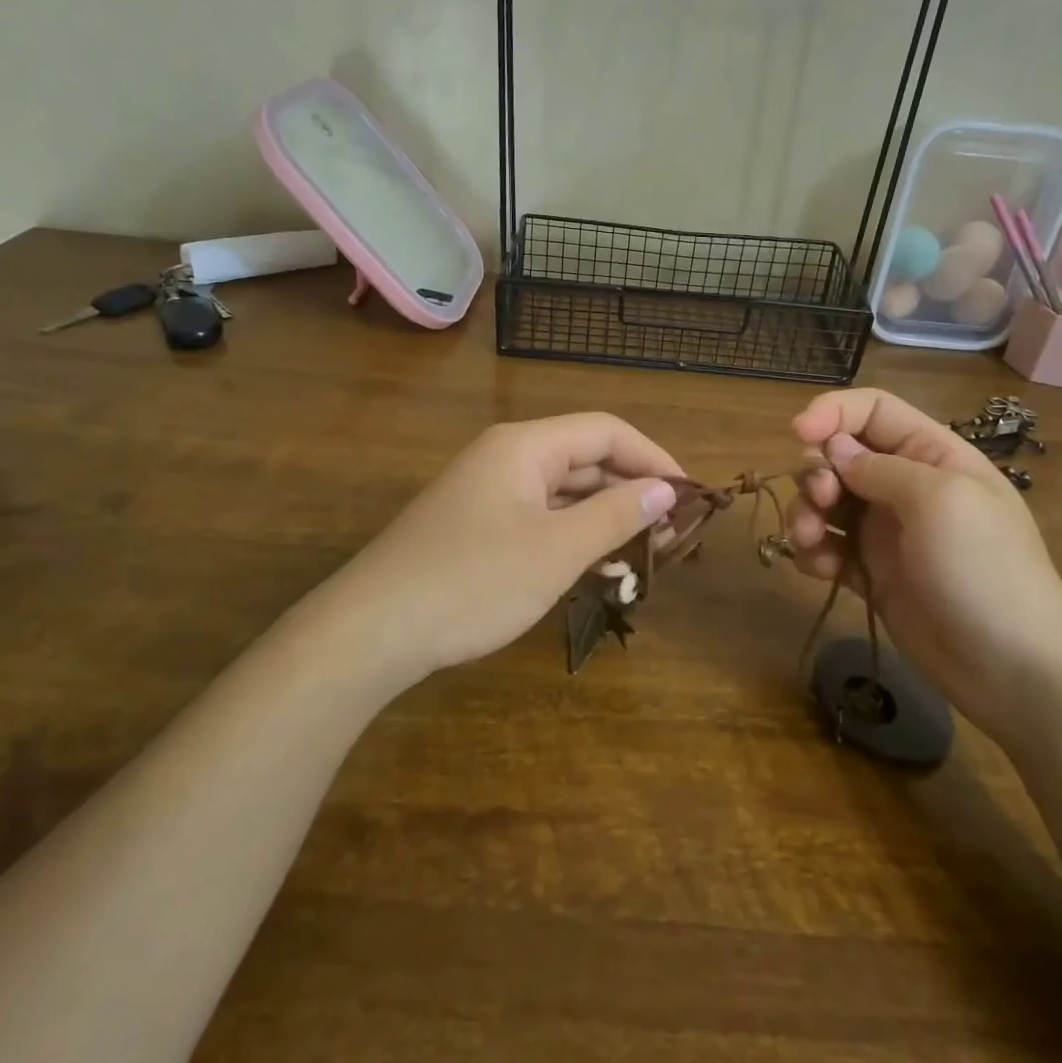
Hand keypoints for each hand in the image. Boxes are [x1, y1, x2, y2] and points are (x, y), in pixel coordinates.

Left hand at [312, 414, 682, 682]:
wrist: (372, 631)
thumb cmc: (472, 582)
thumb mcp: (556, 551)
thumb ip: (615, 515)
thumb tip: (664, 490)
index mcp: (525, 446)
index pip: (606, 432)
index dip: (653, 458)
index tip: (689, 497)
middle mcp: (507, 457)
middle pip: (585, 460)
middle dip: (631, 492)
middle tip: (672, 537)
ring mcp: (488, 493)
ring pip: (563, 493)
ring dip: (605, 519)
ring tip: (645, 556)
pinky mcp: (477, 527)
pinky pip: (539, 519)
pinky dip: (572, 537)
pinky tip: (597, 567)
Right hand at [785, 388, 1061, 744]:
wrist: (1014, 671)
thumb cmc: (984, 571)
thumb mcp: (940, 501)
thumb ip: (879, 468)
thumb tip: (834, 450)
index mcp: (932, 455)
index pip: (873, 411)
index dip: (832, 413)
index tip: (798, 434)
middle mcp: (906, 486)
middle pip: (840, 456)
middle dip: (816, 472)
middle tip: (819, 501)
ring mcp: (887, 532)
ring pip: (826, 502)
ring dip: (805, 514)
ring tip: (806, 541)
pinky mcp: (871, 573)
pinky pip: (828, 547)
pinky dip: (814, 552)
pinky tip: (820, 571)